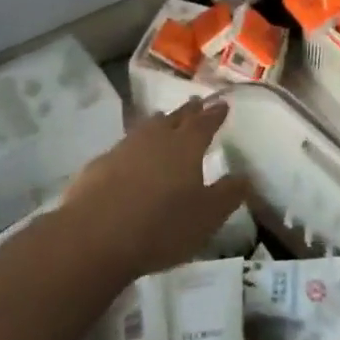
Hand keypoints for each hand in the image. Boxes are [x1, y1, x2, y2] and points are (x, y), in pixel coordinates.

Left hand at [60, 98, 247, 283]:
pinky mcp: (99, 165)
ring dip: (159, 123)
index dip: (215, 114)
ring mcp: (124, 148)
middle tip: (196, 102)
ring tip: (164, 120)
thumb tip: (245, 176)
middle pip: (175, 118)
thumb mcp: (207, 217)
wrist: (94, 236)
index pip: (205, 123)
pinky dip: (133, 147)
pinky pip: (123, 147)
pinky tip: (131, 156)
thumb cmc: (161, 226)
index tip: (223, 104)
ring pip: (146, 128)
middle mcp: (156, 138)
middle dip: (188, 111)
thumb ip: (228, 195)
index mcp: (186, 146)